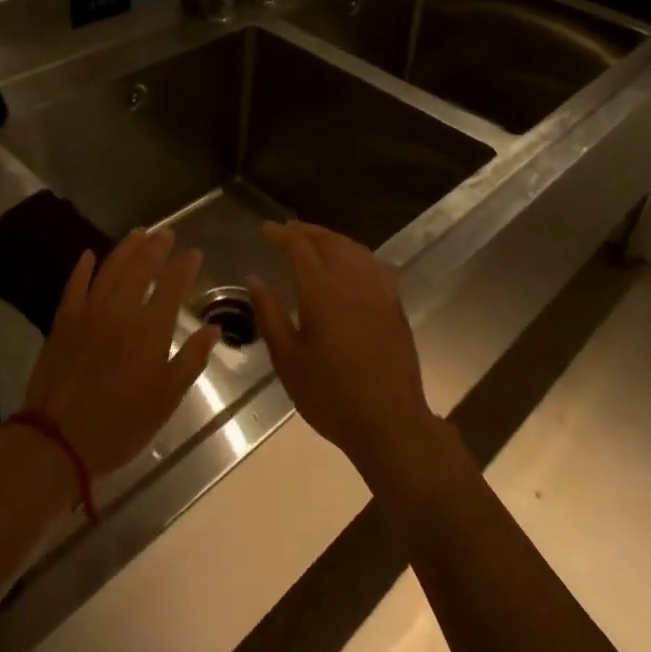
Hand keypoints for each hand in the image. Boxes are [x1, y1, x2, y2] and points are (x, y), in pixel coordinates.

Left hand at [20, 229, 219, 478]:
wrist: (58, 441)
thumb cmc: (121, 424)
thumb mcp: (166, 398)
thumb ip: (191, 360)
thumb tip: (213, 329)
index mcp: (150, 329)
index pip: (172, 285)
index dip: (185, 266)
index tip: (194, 252)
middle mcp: (121, 310)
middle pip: (141, 267)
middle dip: (157, 247)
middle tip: (167, 233)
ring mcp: (89, 312)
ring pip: (111, 268)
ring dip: (126, 248)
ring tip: (139, 233)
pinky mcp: (63, 321)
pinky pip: (75, 285)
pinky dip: (83, 267)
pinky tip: (89, 255)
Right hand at [248, 222, 442, 484]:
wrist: (389, 421)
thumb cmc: (330, 395)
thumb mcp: (287, 360)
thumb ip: (270, 314)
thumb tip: (255, 279)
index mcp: (322, 291)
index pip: (300, 247)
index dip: (282, 234)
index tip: (266, 229)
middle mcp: (352, 281)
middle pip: (330, 241)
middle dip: (307, 231)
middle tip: (288, 230)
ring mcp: (378, 290)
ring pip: (354, 248)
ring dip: (332, 239)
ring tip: (316, 240)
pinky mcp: (395, 304)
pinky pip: (375, 264)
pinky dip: (357, 254)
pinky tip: (353, 262)